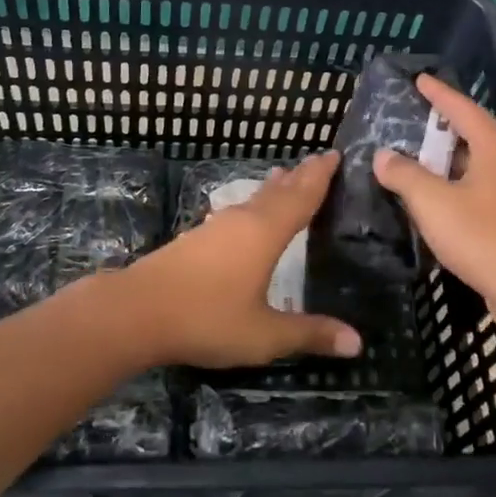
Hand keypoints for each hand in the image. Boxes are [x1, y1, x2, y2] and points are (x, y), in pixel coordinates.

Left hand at [110, 152, 362, 367]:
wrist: (137, 309)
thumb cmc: (207, 318)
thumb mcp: (264, 334)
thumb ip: (308, 333)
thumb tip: (357, 342)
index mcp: (265, 233)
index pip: (301, 197)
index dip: (320, 176)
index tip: (334, 154)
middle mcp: (242, 220)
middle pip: (278, 191)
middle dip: (300, 176)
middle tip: (319, 159)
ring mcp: (216, 227)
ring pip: (254, 199)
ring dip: (274, 188)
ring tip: (285, 176)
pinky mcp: (196, 238)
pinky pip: (236, 211)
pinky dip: (254, 204)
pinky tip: (245, 215)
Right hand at [372, 74, 495, 336]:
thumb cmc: (483, 237)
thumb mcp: (432, 203)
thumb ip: (404, 175)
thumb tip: (383, 156)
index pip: (462, 107)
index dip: (438, 93)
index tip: (419, 79)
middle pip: (473, 132)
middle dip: (442, 126)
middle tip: (413, 118)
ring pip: (479, 161)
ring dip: (450, 159)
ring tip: (420, 156)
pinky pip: (485, 185)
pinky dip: (460, 182)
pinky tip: (441, 196)